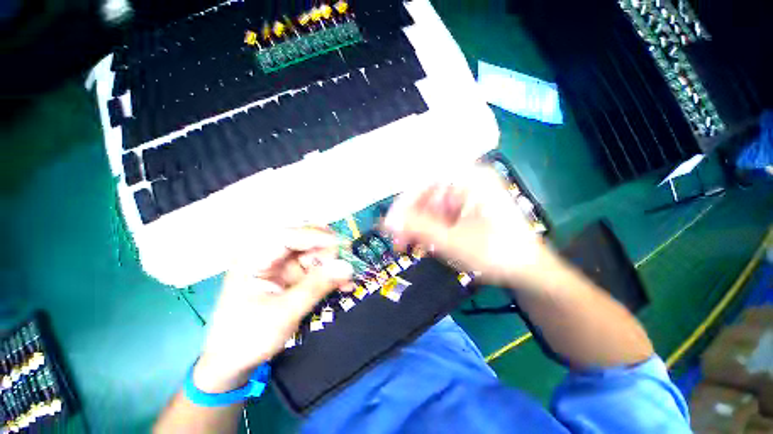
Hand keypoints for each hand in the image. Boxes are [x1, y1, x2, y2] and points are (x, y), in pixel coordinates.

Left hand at [193, 227, 352, 392]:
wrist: (231, 363)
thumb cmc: (247, 337)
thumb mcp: (283, 313)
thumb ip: (316, 286)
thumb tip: (347, 266)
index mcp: (255, 256)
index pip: (290, 235)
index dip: (318, 238)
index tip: (344, 248)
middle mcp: (269, 253)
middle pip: (305, 239)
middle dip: (329, 252)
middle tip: (346, 267)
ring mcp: (281, 263)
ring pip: (315, 252)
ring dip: (333, 265)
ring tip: (347, 282)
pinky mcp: (291, 275)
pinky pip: (317, 267)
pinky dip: (330, 275)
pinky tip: (343, 286)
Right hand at [383, 165, 550, 287]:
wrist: (530, 272)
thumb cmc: (497, 254)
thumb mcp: (453, 241)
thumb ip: (418, 228)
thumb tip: (387, 221)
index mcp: (470, 179)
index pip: (425, 182)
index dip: (403, 203)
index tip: (390, 224)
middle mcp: (468, 182)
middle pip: (427, 195)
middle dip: (410, 219)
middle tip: (398, 242)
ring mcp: (467, 196)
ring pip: (431, 207)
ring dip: (418, 227)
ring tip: (409, 246)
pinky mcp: (466, 209)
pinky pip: (440, 215)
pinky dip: (430, 229)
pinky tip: (426, 243)